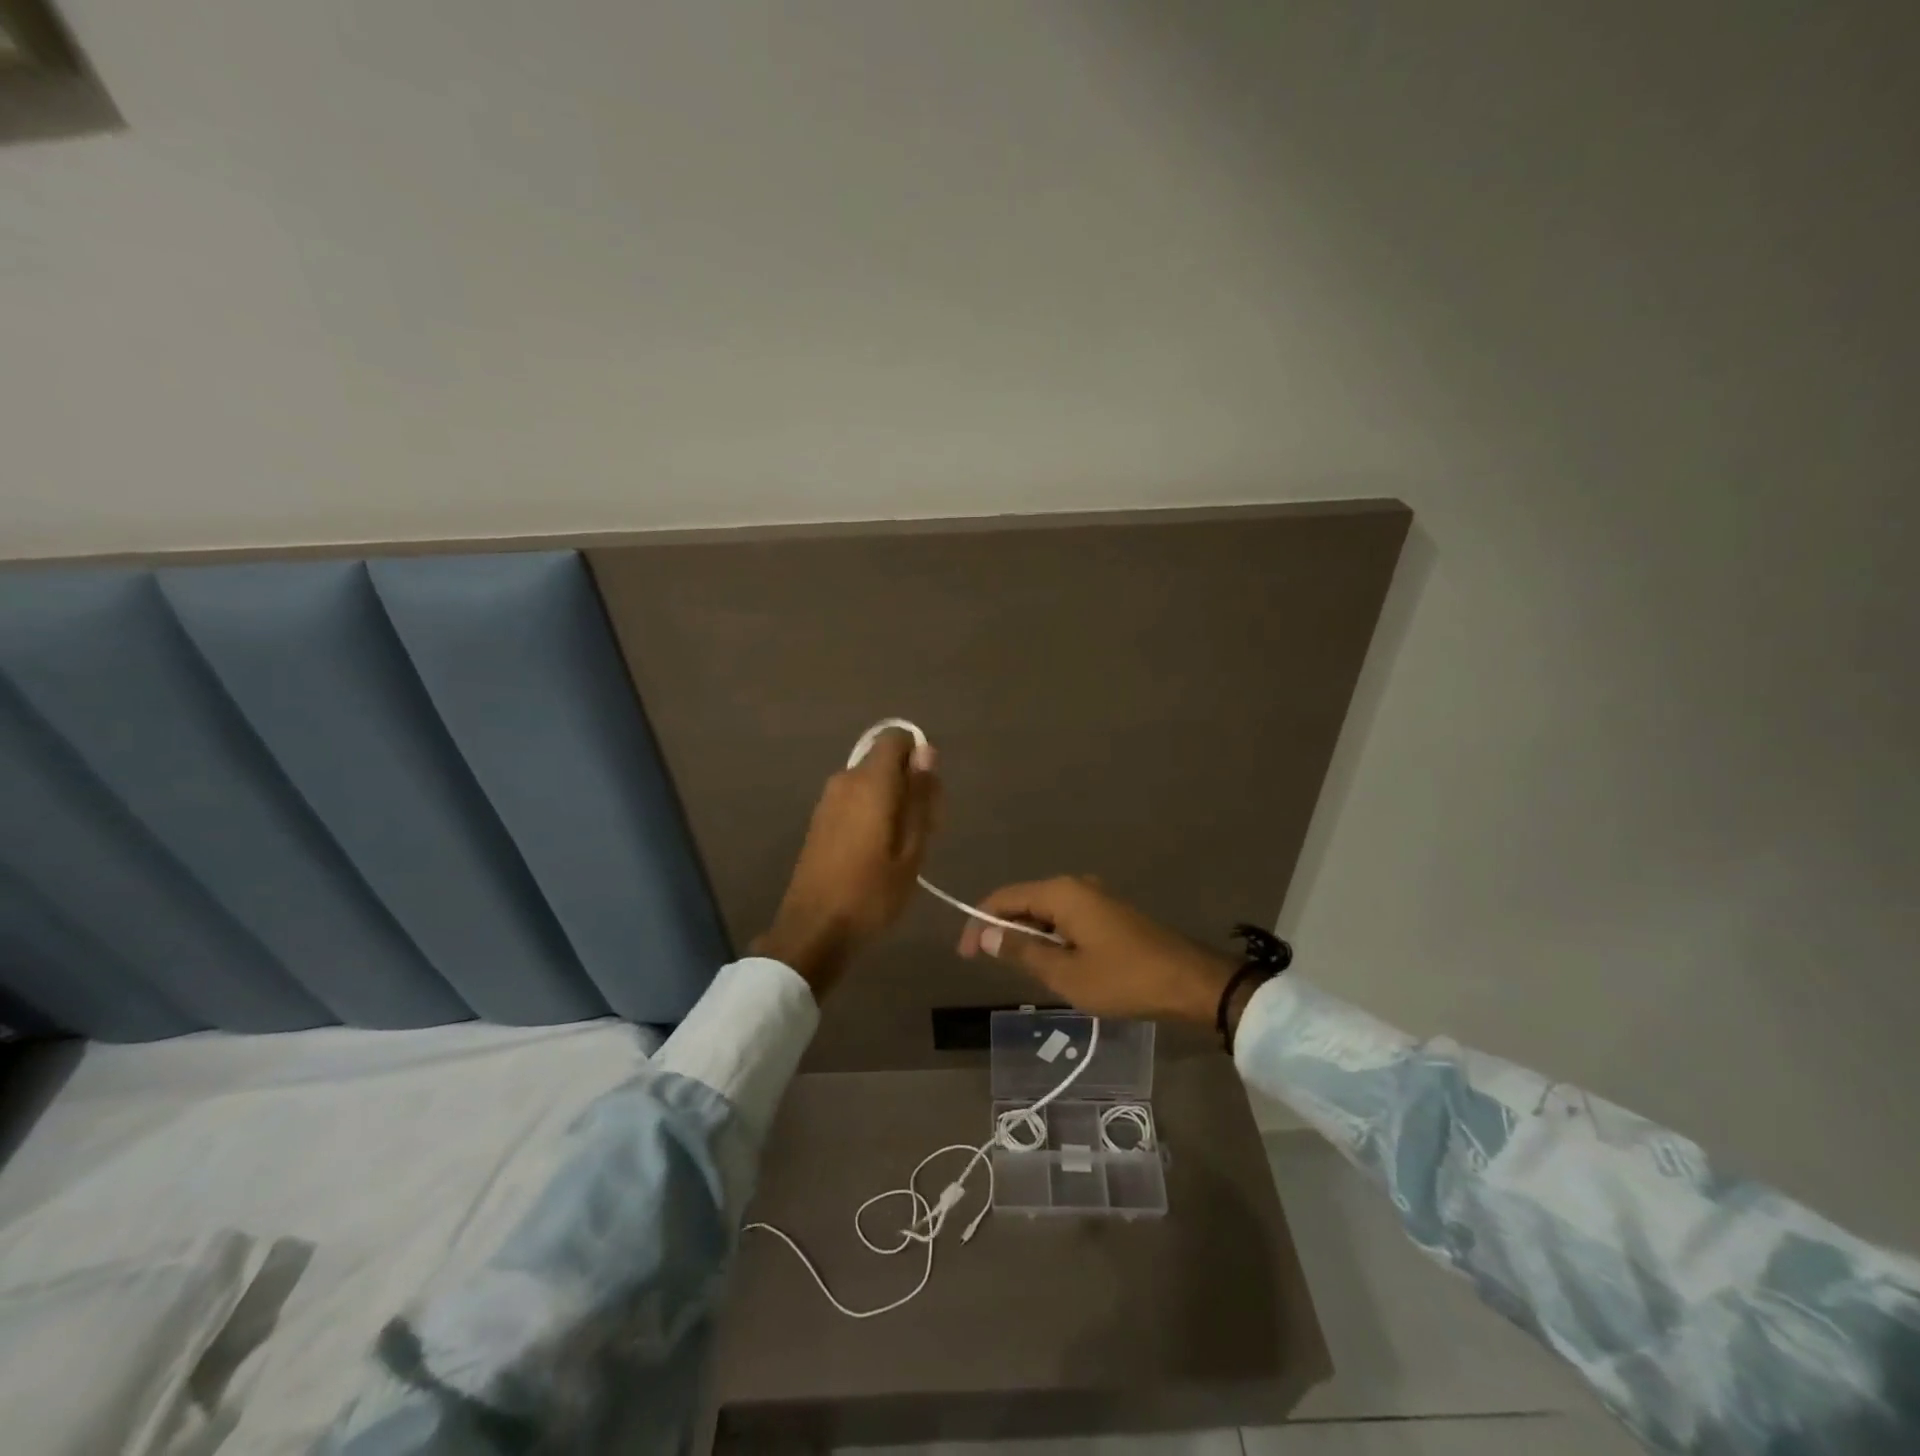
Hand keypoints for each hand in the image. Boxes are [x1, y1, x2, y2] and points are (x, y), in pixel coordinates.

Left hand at [753, 727, 940, 997]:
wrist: (814, 930)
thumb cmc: (872, 893)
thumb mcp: (912, 849)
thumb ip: (920, 796)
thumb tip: (926, 750)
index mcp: (870, 782)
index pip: (896, 739)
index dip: (918, 756)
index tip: (929, 793)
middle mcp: (845, 780)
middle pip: (885, 762)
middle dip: (909, 784)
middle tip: (925, 831)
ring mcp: (828, 800)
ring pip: (870, 783)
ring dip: (892, 802)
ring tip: (904, 848)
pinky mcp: (820, 820)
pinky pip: (854, 800)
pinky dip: (872, 813)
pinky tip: (879, 852)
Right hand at [956, 876, 1238, 1027]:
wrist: (1189, 983)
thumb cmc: (1123, 978)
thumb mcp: (1065, 973)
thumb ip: (1022, 950)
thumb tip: (984, 934)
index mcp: (1061, 893)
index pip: (1004, 898)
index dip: (978, 922)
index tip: (965, 954)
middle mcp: (1075, 885)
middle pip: (1024, 901)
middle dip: (1002, 930)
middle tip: (988, 965)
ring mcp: (1095, 897)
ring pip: (1045, 912)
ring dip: (1028, 937)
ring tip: (1019, 970)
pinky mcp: (1109, 913)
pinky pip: (1066, 919)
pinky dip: (1051, 938)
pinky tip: (1052, 964)